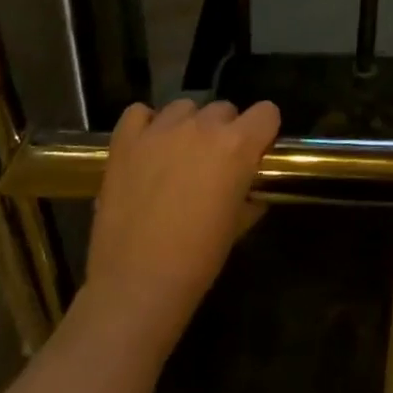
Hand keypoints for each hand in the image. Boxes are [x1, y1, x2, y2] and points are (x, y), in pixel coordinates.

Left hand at [72, 98, 280, 355]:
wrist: (137, 285)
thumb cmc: (198, 260)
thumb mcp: (238, 225)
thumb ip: (249, 194)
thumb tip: (250, 189)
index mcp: (237, 145)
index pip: (267, 111)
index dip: (264, 131)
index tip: (256, 151)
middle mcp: (201, 127)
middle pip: (224, 109)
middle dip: (225, 131)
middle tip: (214, 163)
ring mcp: (160, 131)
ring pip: (184, 107)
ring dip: (188, 126)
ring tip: (178, 156)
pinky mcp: (125, 142)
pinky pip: (139, 113)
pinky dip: (146, 125)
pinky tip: (147, 148)